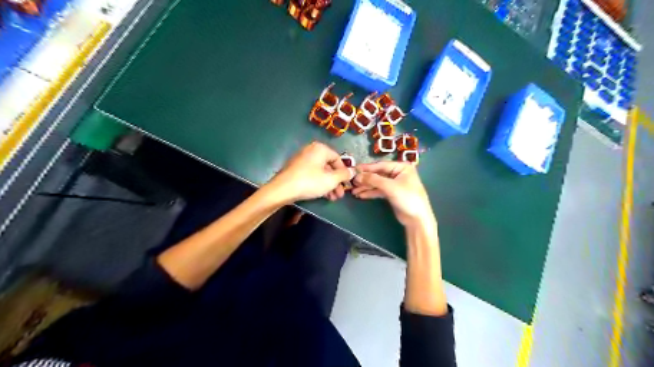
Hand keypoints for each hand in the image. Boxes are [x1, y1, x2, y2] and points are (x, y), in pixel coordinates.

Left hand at [267, 141, 351, 203]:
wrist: (283, 189)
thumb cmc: (309, 182)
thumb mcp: (331, 180)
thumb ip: (344, 175)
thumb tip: (353, 171)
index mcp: (320, 149)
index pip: (338, 159)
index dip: (344, 173)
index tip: (347, 184)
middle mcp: (311, 151)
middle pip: (329, 166)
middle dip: (336, 182)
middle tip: (340, 195)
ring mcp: (302, 160)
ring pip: (321, 172)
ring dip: (329, 185)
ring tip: (333, 198)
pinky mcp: (296, 169)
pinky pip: (312, 174)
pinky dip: (319, 183)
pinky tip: (323, 195)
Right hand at [352, 160, 433, 226]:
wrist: (417, 219)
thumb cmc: (407, 198)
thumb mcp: (390, 187)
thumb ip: (373, 180)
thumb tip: (357, 176)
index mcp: (401, 167)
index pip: (380, 165)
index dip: (367, 168)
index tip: (354, 170)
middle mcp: (398, 173)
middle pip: (378, 174)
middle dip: (365, 179)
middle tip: (352, 183)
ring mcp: (395, 184)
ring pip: (377, 183)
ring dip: (366, 187)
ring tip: (354, 191)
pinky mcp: (392, 194)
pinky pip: (379, 191)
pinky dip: (370, 193)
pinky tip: (361, 195)